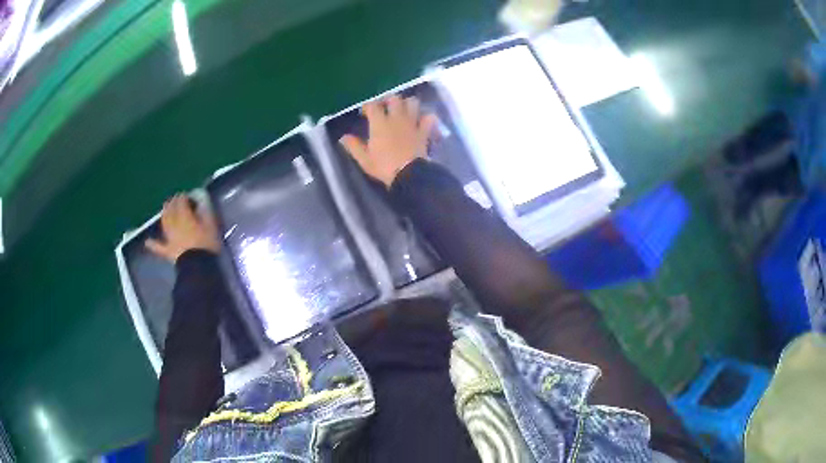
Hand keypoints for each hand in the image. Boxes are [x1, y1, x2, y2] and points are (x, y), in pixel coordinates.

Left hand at [145, 194, 220, 261]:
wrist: (197, 267)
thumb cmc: (206, 245)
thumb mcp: (210, 226)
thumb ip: (205, 213)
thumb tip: (201, 202)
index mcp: (185, 217)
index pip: (181, 202)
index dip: (183, 197)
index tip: (187, 195)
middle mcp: (174, 224)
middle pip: (171, 210)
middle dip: (172, 203)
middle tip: (175, 200)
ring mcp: (170, 238)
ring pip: (164, 223)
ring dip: (164, 215)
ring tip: (164, 210)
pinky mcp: (168, 251)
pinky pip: (158, 247)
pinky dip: (153, 244)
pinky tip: (147, 242)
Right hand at [339, 95, 438, 187]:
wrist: (408, 174)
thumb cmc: (383, 166)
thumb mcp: (364, 159)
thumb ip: (354, 146)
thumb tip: (343, 137)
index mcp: (379, 123)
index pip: (372, 105)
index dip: (368, 106)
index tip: (365, 112)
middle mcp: (396, 118)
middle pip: (394, 98)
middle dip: (389, 99)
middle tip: (385, 107)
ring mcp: (412, 123)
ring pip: (412, 102)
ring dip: (408, 103)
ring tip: (403, 110)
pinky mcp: (424, 131)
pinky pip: (429, 118)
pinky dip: (427, 117)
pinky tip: (423, 120)